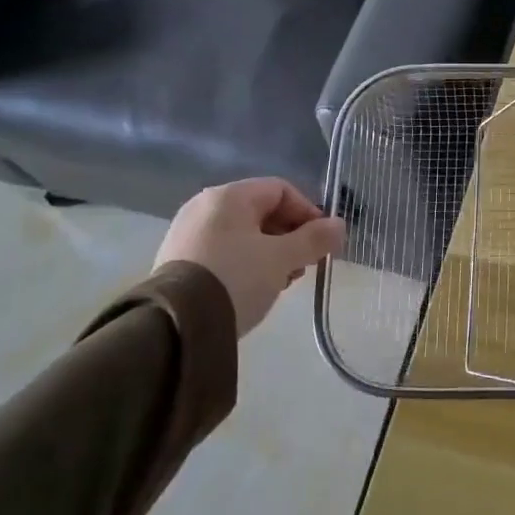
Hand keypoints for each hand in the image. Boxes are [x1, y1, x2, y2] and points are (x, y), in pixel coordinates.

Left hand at [155, 179, 345, 336]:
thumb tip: (339, 225)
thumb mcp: (282, 259)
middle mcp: (204, 206)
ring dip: (270, 253)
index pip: (281, 189)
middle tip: (303, 265)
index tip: (322, 242)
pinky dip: (245, 264)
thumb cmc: (236, 279)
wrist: (176, 325)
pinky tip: (252, 289)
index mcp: (229, 196)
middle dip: (290, 236)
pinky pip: (223, 252)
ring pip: (243, 234)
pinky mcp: (177, 260)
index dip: (308, 212)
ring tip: (280, 282)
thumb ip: (314, 240)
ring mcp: (187, 233)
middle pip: (262, 211)